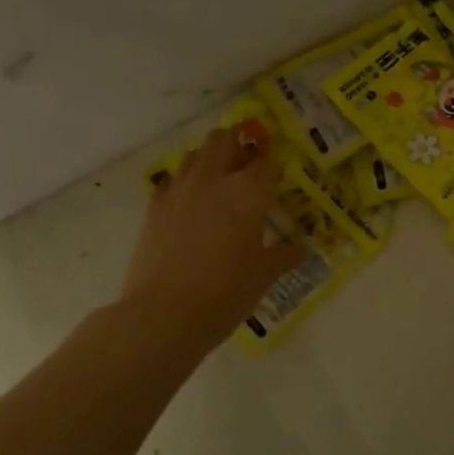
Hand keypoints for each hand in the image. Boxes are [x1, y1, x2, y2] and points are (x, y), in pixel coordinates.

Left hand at [122, 128, 303, 346]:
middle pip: (223, 139)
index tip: (277, 173)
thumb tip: (299, 250)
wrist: (164, 315)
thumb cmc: (226, 293)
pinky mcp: (154, 207)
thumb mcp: (264, 275)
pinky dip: (184, 182)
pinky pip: (172, 180)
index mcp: (248, 192)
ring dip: (209, 158)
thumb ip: (283, 256)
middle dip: (237, 141)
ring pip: (194, 154)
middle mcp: (213, 180)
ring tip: (218, 179)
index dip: (273, 163)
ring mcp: (179, 190)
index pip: (265, 161)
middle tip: (246, 159)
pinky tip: (190, 203)